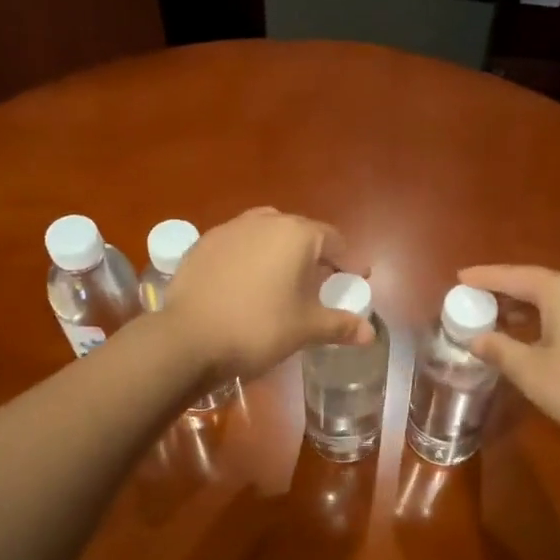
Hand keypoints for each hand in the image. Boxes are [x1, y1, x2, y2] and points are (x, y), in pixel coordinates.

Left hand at [165, 208, 372, 378]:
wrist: (188, 338)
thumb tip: (370, 333)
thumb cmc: (259, 328)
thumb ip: (340, 325)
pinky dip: (249, 259)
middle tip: (320, 283)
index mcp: (296, 234)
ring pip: (265, 235)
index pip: (333, 240)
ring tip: (282, 281)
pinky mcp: (202, 244)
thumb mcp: (306, 328)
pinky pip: (236, 246)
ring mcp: (229, 229)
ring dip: (279, 253)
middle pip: (299, 233)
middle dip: (314, 255)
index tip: (355, 279)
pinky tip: (245, 285)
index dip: (347, 261)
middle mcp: (264, 221)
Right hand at [458, 265, 559, 453]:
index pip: (514, 276)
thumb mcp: (531, 372)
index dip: (484, 277)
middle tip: (476, 302)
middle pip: (537, 283)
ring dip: (529, 308)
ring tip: (503, 321)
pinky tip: (542, 338)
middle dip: (506, 293)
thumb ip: (499, 349)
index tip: (459, 276)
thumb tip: (476, 339)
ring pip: (559, 299)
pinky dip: (552, 318)